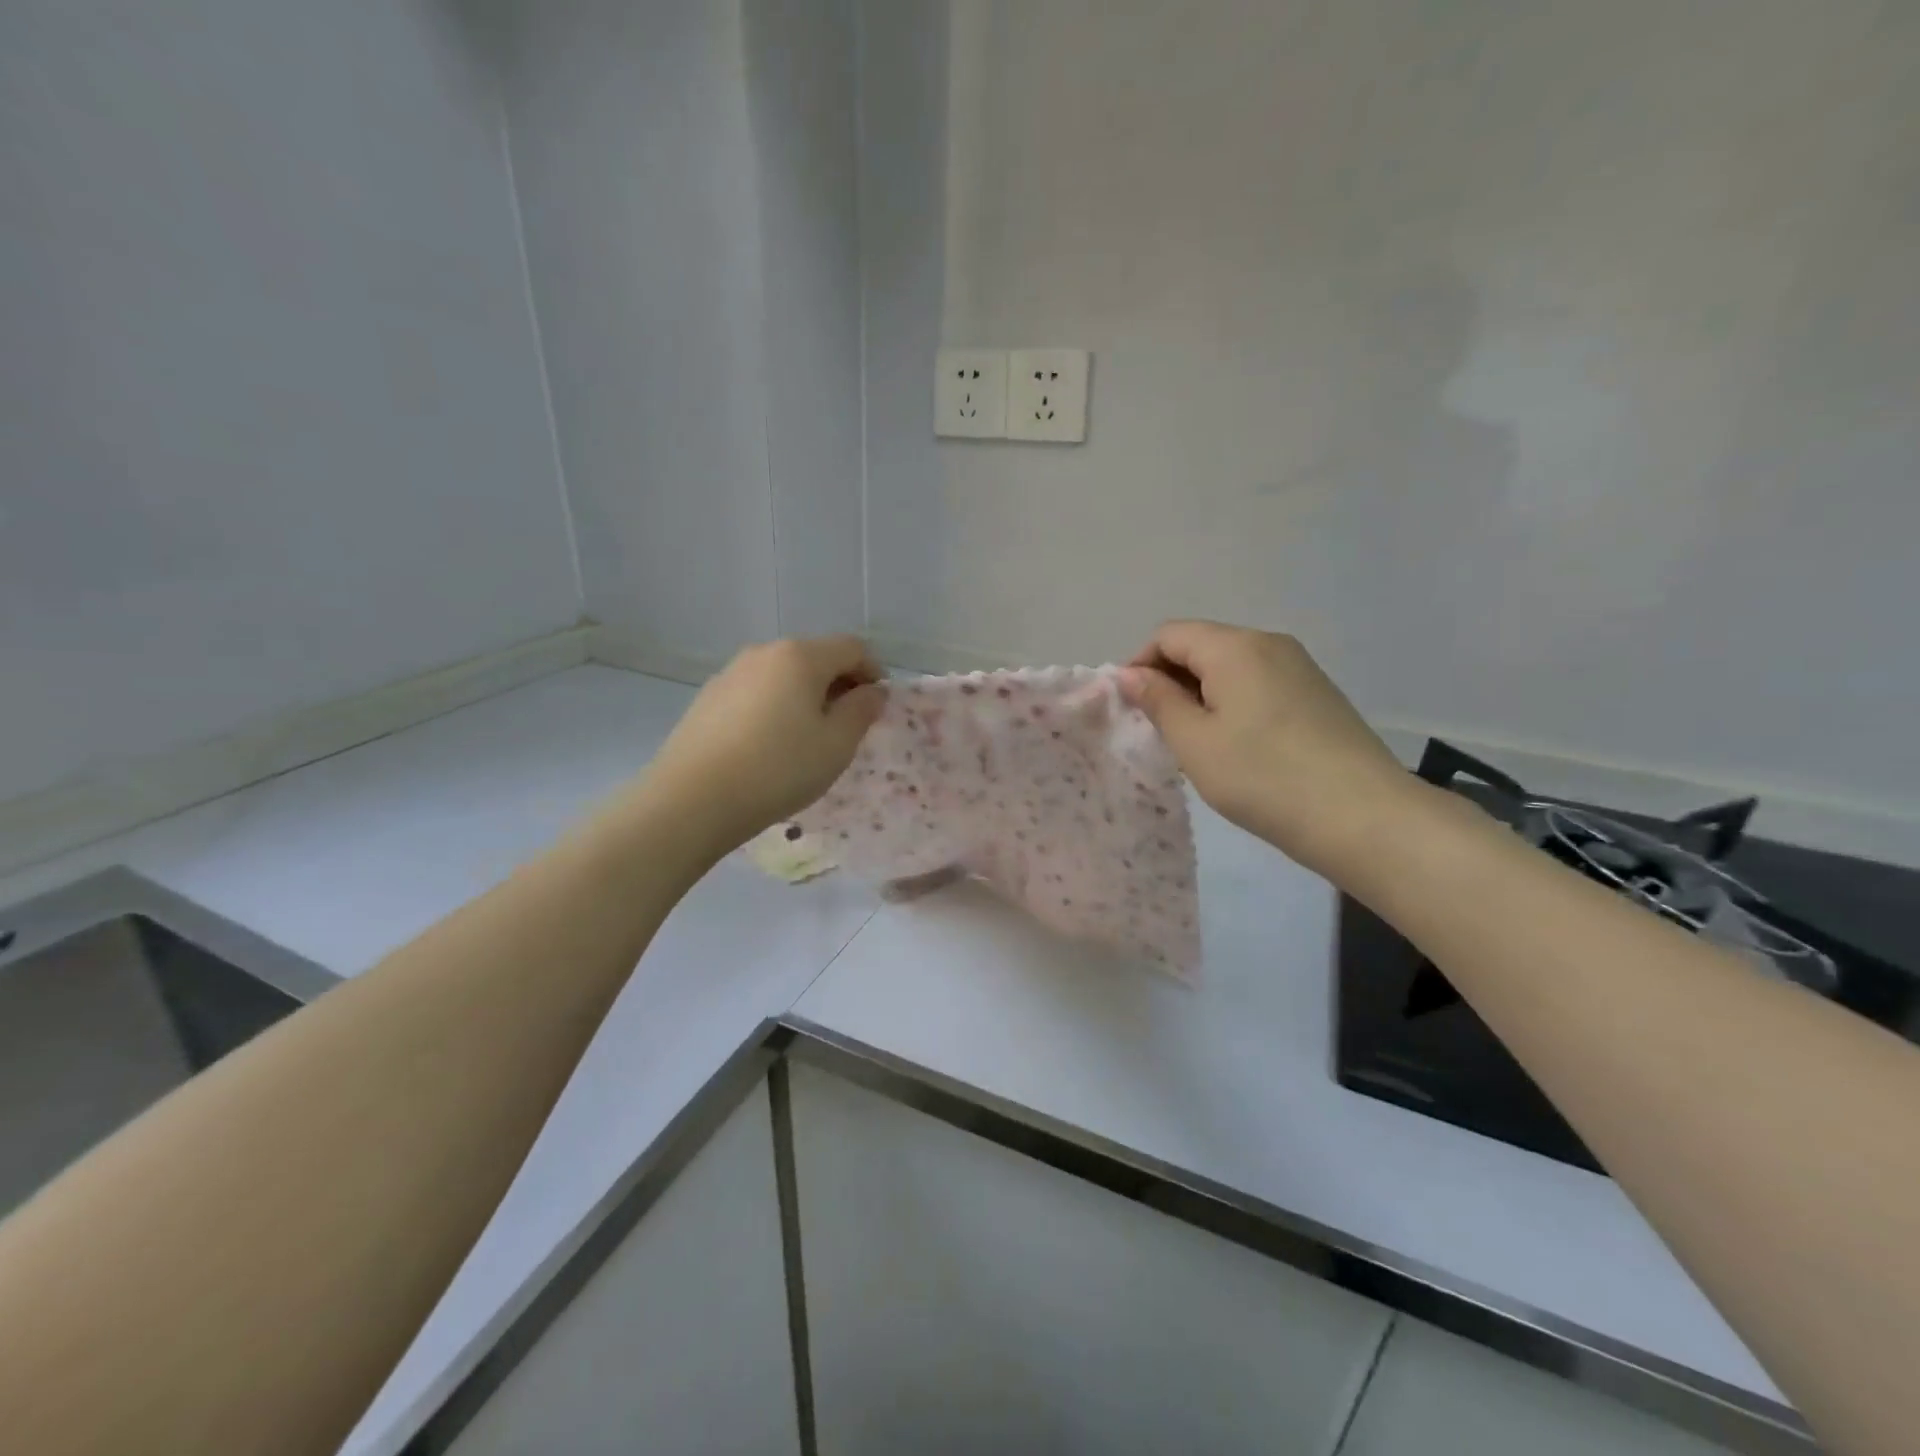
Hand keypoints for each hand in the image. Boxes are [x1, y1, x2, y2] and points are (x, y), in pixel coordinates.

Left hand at [640, 636, 885, 858]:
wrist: (692, 799)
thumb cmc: (778, 768)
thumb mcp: (836, 745)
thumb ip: (861, 711)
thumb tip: (873, 691)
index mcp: (800, 656)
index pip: (852, 648)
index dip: (874, 672)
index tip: (878, 707)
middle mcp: (764, 653)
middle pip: (816, 657)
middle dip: (839, 684)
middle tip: (848, 726)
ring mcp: (731, 673)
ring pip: (783, 675)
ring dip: (806, 697)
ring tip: (808, 739)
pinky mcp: (708, 698)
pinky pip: (756, 693)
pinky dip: (775, 708)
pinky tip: (770, 745)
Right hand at [1118, 620, 1416, 877]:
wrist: (1363, 817)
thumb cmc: (1263, 777)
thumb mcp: (1195, 742)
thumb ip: (1158, 701)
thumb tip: (1130, 674)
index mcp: (1234, 647)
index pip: (1169, 635)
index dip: (1139, 664)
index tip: (1130, 708)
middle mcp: (1269, 643)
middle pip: (1202, 645)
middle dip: (1170, 680)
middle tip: (1158, 731)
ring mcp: (1300, 667)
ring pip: (1231, 667)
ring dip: (1201, 694)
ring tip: (1195, 743)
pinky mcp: (1318, 694)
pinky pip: (1259, 684)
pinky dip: (1233, 703)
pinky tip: (1237, 746)